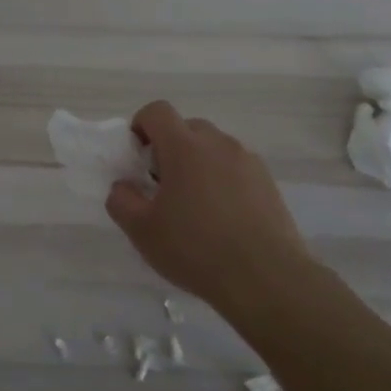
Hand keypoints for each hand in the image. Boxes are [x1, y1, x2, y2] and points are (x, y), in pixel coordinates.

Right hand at [105, 101, 314, 311]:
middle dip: (169, 148)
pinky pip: (236, 168)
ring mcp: (248, 162)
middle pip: (187, 128)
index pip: (157, 112)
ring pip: (213, 149)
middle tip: (161, 186)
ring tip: (193, 207)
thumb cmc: (195, 249)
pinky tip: (221, 219)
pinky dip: (222, 181)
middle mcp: (218, 144)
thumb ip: (121, 200)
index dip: (140, 126)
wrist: (266, 278)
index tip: (136, 158)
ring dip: (197, 165)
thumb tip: (123, 186)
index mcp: (184, 147)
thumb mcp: (142, 230)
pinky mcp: (268, 183)